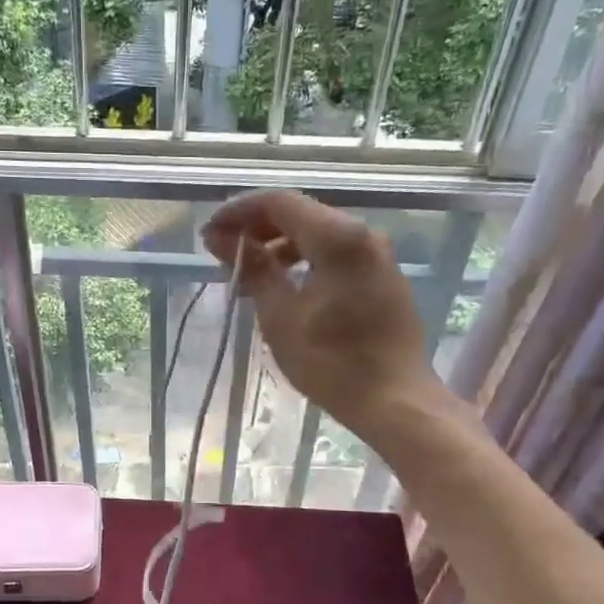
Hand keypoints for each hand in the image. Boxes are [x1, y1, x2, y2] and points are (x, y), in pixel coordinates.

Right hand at [204, 190, 440, 437]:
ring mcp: (377, 256)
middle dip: (257, 229)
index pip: (278, 203)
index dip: (238, 212)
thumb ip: (252, 269)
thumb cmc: (332, 363)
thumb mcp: (280, 317)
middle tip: (222, 254)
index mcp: (338, 238)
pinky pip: (336, 254)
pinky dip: (305, 261)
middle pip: (300, 214)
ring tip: (249, 275)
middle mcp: (363, 234)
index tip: (209, 233)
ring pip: (318, 234)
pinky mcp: (383, 277)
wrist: (395, 401)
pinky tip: (285, 289)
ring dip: (279, 247)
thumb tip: (219, 238)